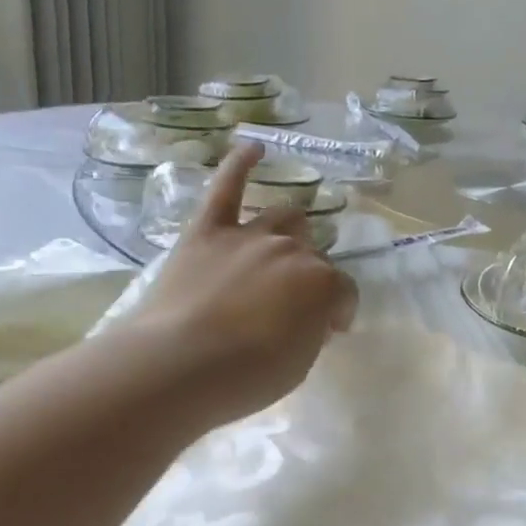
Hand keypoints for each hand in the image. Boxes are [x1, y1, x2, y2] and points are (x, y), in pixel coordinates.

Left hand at [132, 144, 358, 426]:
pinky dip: (240, 165)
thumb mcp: (300, 363)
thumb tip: (309, 315)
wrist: (180, 366)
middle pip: (313, 253)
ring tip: (285, 244)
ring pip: (284, 217)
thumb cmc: (247, 377)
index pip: (345, 292)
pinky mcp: (208, 231)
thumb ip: (312, 329)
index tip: (331, 330)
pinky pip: (227, 187)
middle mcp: (293, 251)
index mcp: (323, 284)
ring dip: (290, 229)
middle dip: (311, 276)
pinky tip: (252, 148)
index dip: (340, 312)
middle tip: (294, 303)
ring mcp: (250, 236)